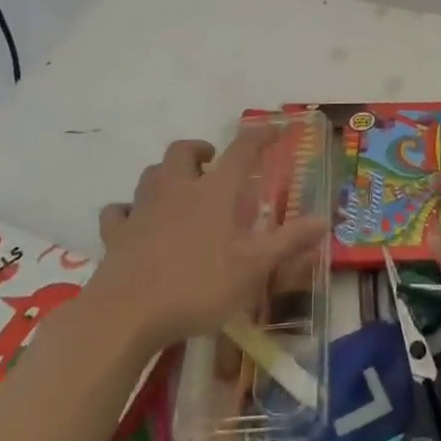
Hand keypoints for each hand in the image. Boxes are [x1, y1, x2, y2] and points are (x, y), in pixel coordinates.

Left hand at [89, 127, 326, 351]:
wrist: (127, 313)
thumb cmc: (198, 285)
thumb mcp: (254, 268)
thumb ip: (289, 241)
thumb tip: (324, 219)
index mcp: (214, 192)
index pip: (241, 150)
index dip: (260, 135)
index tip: (275, 128)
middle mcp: (176, 189)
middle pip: (183, 151)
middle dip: (200, 150)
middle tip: (213, 162)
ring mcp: (142, 209)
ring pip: (151, 174)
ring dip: (167, 174)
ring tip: (180, 189)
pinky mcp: (116, 233)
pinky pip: (120, 211)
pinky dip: (129, 210)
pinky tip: (135, 221)